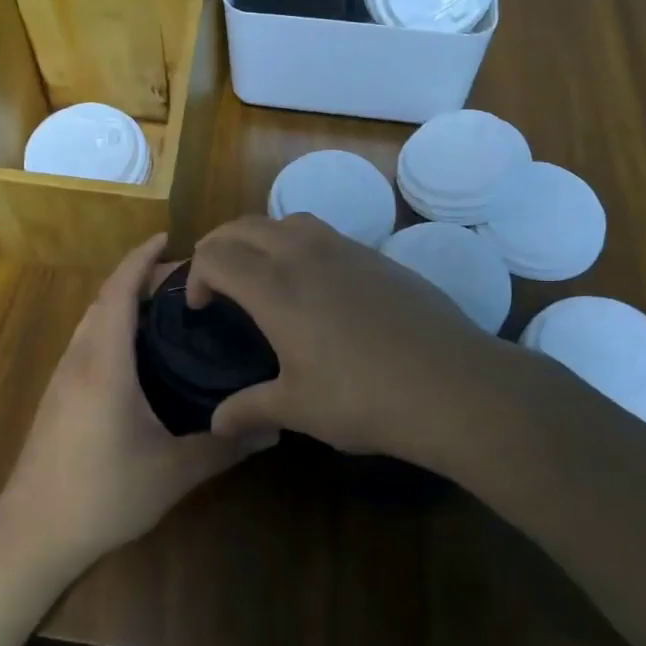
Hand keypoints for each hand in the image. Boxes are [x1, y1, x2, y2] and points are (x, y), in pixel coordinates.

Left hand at [0, 236, 274, 575]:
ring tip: (165, 308)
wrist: (32, 532)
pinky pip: (86, 341)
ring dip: (122, 301)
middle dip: (138, 277)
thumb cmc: (103, 494)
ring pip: (92, 320)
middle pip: (105, 299)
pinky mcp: (57, 396)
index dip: (141, 259)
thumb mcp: (172, 472)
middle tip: (185, 279)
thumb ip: (223, 446)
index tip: (168, 238)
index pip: (120, 291)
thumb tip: (274, 429)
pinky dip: (111, 325)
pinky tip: (136, 353)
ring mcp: (63, 377)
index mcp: (105, 362)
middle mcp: (79, 358)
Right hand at [187, 214, 534, 467]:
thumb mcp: (298, 408)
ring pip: (287, 220)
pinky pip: (324, 233)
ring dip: (261, 237)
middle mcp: (303, 254)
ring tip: (263, 273)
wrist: (450, 384)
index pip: (215, 255)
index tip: (199, 307)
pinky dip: (300, 244)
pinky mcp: (377, 256)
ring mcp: (345, 249)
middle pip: (244, 226)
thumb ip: (249, 409)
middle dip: (219, 246)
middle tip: (216, 280)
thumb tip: (215, 424)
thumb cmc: (362, 398)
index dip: (195, 275)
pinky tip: (316, 285)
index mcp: (274, 287)